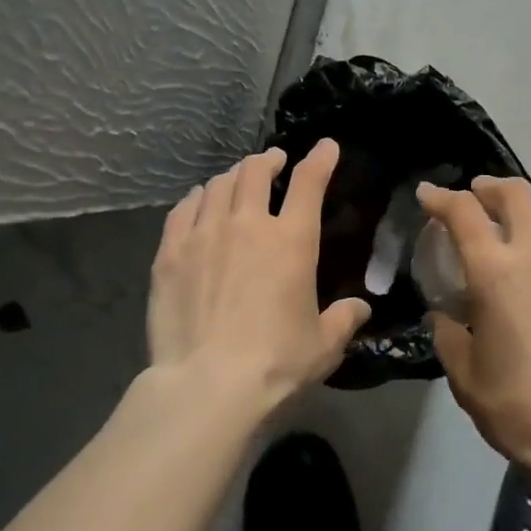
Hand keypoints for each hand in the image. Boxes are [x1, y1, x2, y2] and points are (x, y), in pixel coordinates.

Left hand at [147, 139, 370, 413]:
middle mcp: (248, 224)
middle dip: (268, 160)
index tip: (325, 147)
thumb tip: (360, 308)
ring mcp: (204, 235)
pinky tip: (198, 201)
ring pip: (217, 185)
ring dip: (232, 176)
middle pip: (255, 171)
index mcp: (292, 240)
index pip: (309, 183)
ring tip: (236, 181)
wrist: (208, 384)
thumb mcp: (323, 344)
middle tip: (273, 162)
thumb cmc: (276, 362)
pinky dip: (196, 198)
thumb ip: (343, 319)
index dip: (320, 158)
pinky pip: (183, 209)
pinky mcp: (170, 253)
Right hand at [416, 177, 530, 468]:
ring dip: (522, 209)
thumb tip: (446, 315)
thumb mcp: (464, 373)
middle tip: (472, 197)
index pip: (463, 211)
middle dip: (487, 187)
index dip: (440, 197)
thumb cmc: (517, 405)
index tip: (426, 195)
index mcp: (496, 270)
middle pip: (515, 193)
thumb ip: (448, 332)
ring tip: (508, 228)